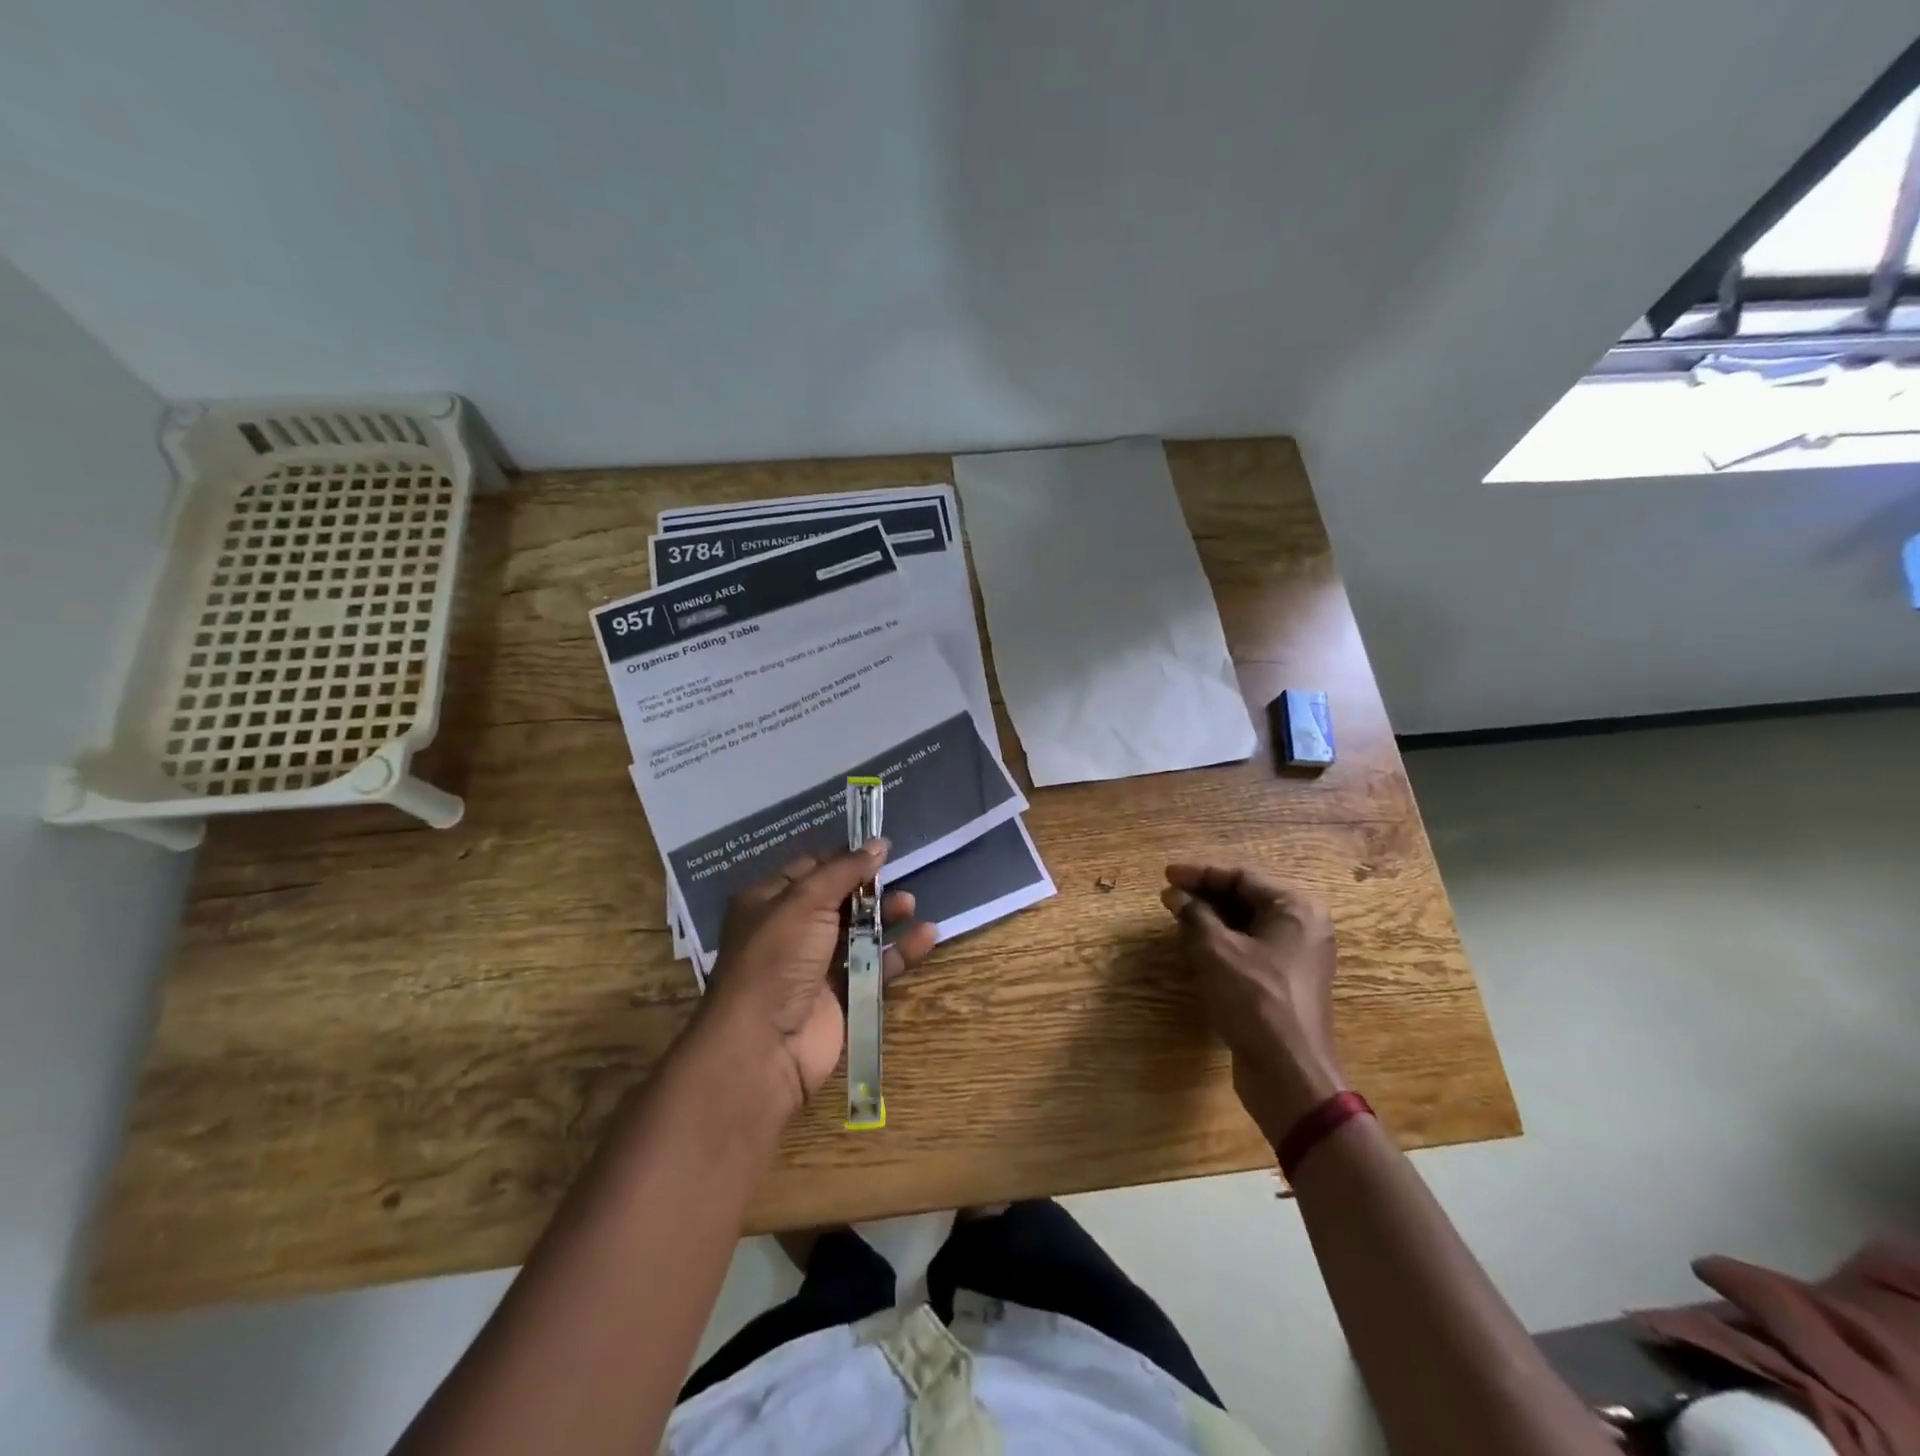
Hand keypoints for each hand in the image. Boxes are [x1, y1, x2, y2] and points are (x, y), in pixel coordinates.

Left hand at [701, 840, 937, 1120]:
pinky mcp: (841, 996)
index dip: (844, 858)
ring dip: (886, 917)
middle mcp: (790, 931)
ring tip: (911, 905)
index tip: (880, 850)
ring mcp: (815, 966)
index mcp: (768, 902)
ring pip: (859, 933)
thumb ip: (845, 870)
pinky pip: (875, 966)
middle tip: (898, 878)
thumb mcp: (806, 901)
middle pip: (838, 900)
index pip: (810, 869)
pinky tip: (927, 936)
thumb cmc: (777, 958)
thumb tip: (879, 843)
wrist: (764, 1045)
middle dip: (869, 889)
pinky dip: (900, 951)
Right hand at [1161, 864, 1346, 1141]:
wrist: (1289, 1073)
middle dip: (1206, 896)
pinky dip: (1225, 942)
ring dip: (1212, 919)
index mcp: (1296, 908)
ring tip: (1178, 919)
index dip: (1200, 874)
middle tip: (1170, 897)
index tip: (1166, 876)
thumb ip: (1193, 914)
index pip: (1241, 876)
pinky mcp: (1289, 981)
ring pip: (1249, 924)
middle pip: (1247, 897)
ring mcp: (1299, 955)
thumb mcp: (1215, 950)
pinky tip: (1197, 947)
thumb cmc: (1254, 999)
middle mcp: (1305, 925)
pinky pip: (1253, 947)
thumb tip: (1175, 894)